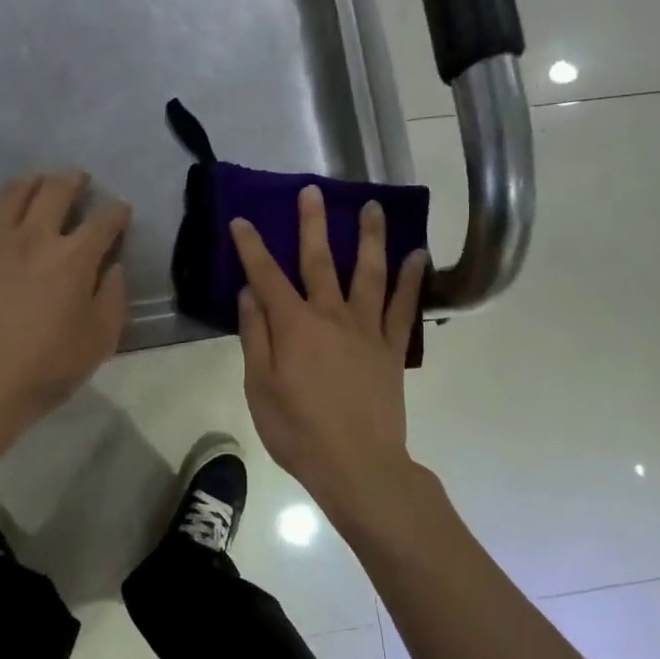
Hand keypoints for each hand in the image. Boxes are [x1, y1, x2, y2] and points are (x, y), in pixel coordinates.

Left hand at [0, 171, 131, 449]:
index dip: (117, 212)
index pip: (103, 221)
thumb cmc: (47, 368)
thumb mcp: (100, 340)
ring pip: (10, 195)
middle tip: (79, 179)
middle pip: (54, 191)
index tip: (122, 212)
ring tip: (37, 185)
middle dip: (72, 180)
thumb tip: (112, 268)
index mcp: (73, 257)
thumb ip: (113, 297)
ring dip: (29, 184)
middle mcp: (32, 238)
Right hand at [231, 186, 428, 511]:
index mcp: (295, 327)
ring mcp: (367, 330)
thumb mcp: (260, 388)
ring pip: (369, 274)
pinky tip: (417, 256)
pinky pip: (403, 308)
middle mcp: (332, 317)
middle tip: (312, 191)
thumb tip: (250, 293)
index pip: (267, 276)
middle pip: (321, 262)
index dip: (252, 247)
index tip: (242, 220)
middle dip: (313, 224)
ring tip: (373, 207)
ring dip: (370, 238)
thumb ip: (255, 336)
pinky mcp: (391, 349)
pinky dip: (411, 280)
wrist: (359, 467)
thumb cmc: (298, 432)